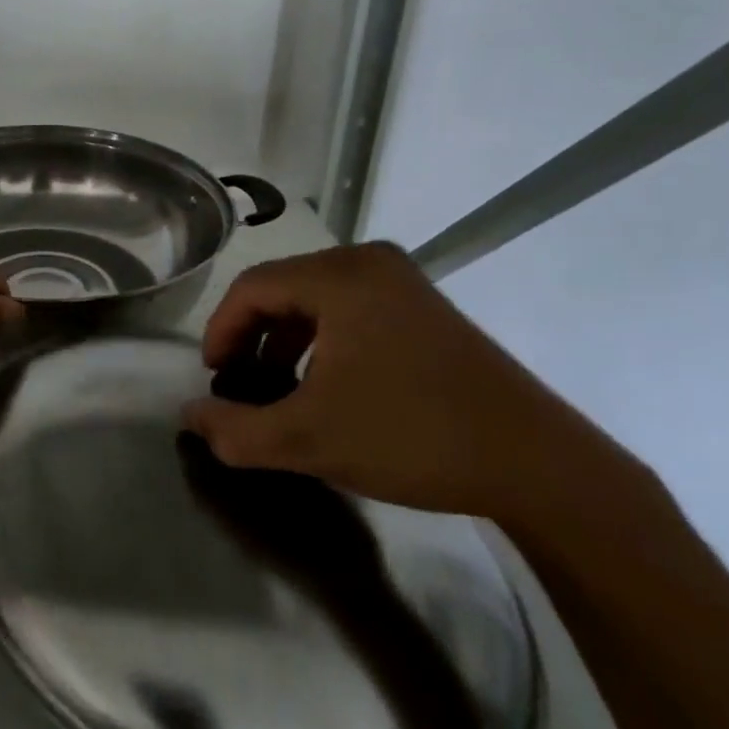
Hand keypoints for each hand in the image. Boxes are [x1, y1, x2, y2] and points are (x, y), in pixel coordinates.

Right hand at [185, 242, 629, 524]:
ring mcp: (403, 282)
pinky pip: (350, 309)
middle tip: (241, 385)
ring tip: (279, 390)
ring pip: (316, 300)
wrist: (539, 466)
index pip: (253, 288)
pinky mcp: (425, 307)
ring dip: (286, 341)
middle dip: (252, 337)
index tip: (214, 379)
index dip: (221, 332)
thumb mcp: (309, 440)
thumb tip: (189, 417)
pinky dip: (323, 341)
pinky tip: (327, 386)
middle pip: (283, 288)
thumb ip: (236, 431)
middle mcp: (369, 262)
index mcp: (340, 276)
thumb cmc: (412, 437)